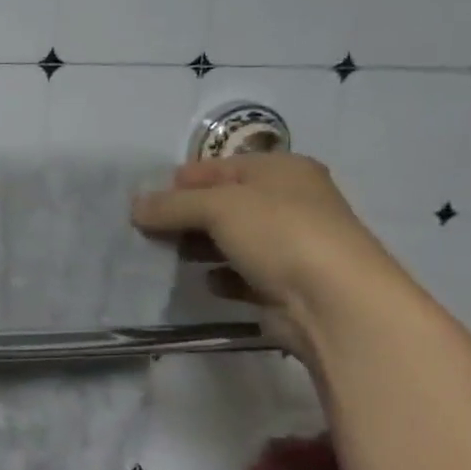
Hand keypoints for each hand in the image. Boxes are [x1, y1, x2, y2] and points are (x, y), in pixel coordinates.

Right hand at [132, 154, 409, 356]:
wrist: (334, 303)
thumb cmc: (279, 234)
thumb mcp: (217, 206)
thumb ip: (172, 205)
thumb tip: (136, 206)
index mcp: (280, 170)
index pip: (216, 167)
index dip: (179, 181)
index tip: (143, 202)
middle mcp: (287, 202)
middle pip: (220, 203)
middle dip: (184, 217)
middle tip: (145, 231)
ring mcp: (287, 245)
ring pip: (227, 240)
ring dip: (197, 248)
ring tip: (165, 257)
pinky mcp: (282, 284)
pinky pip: (239, 274)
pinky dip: (220, 277)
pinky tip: (207, 283)